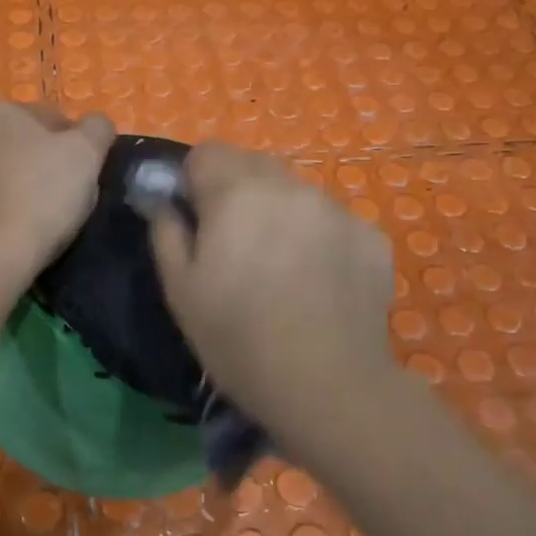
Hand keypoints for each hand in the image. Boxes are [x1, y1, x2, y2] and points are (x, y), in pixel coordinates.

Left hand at [0, 102, 114, 276]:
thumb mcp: (88, 155)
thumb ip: (97, 129)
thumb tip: (95, 125)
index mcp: (4, 113)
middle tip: (57, 197)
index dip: (73, 145)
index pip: (51, 119)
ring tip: (27, 218)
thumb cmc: (43, 197)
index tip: (83, 175)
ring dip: (6, 184)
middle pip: (15, 144)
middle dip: (34, 162)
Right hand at [150, 143, 397, 430]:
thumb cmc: (237, 338)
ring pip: (297, 194)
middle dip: (237, 192)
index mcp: (236, 192)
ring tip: (281, 269)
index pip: (206, 152)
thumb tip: (163, 202)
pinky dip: (320, 240)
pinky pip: (333, 222)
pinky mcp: (372, 237)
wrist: (326, 383)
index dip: (193, 181)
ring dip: (281, 214)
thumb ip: (166, 232)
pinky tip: (318, 285)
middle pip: (254, 166)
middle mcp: (290, 186)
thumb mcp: (180, 290)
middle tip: (234, 246)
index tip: (195, 220)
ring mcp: (337, 210)